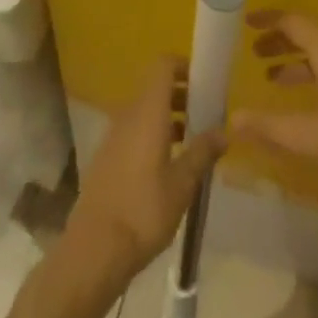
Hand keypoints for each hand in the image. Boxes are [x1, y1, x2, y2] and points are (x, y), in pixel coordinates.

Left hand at [64, 58, 223, 287]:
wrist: (93, 251)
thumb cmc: (143, 211)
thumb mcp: (182, 184)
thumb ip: (203, 152)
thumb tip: (224, 130)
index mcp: (148, 111)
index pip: (163, 65)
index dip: (184, 66)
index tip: (206, 83)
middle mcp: (128, 114)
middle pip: (155, 88)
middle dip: (182, 95)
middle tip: (206, 115)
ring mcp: (113, 136)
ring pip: (145, 111)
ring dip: (169, 117)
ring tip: (192, 143)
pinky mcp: (106, 157)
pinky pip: (134, 131)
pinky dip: (153, 134)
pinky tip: (168, 166)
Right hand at [232, 10, 317, 224]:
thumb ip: (274, 128)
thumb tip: (232, 119)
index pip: (297, 22)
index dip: (270, 18)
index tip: (244, 21)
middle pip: (311, 36)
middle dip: (282, 41)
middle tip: (253, 53)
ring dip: (298, 63)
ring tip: (273, 80)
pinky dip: (316, 80)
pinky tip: (310, 108)